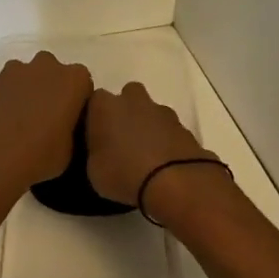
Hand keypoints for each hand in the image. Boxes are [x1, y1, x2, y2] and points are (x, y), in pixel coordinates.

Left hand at [0, 52, 92, 193]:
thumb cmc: (39, 156)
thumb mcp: (71, 150)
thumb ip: (72, 128)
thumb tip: (63, 127)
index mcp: (73, 80)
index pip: (83, 84)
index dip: (77, 103)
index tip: (70, 121)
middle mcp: (46, 66)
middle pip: (54, 73)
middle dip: (51, 91)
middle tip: (46, 120)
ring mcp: (14, 70)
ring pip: (26, 77)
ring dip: (27, 92)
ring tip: (19, 123)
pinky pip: (4, 86)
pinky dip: (4, 99)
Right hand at [85, 82, 213, 207]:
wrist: (175, 181)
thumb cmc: (124, 173)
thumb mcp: (94, 171)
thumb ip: (95, 152)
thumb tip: (102, 150)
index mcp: (105, 106)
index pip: (94, 101)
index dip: (95, 117)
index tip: (95, 136)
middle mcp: (133, 100)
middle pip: (127, 96)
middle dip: (125, 112)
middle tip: (122, 139)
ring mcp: (162, 111)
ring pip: (151, 111)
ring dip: (148, 126)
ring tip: (145, 155)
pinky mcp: (185, 127)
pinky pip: (169, 130)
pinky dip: (166, 140)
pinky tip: (164, 162)